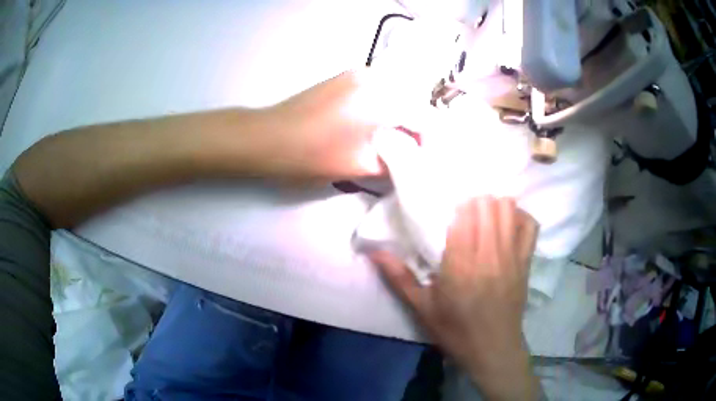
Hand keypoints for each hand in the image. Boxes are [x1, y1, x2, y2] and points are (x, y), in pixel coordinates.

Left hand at [261, 69, 436, 180]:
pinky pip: (377, 90)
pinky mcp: (344, 76)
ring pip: (394, 95)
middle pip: (411, 102)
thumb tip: (414, 156)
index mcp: (382, 97)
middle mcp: (375, 76)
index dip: (427, 140)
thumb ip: (397, 160)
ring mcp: (358, 72)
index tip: (422, 159)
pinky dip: (382, 107)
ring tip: (390, 141)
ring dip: (398, 117)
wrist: (267, 137)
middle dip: (413, 127)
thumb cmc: (313, 154)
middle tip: (407, 152)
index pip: (423, 117)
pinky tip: (373, 125)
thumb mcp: (361, 165)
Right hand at [371, 197, 540, 399]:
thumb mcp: (422, 308)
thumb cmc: (455, 330)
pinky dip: (519, 217)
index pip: (464, 215)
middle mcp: (488, 254)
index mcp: (460, 265)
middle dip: (475, 201)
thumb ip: (399, 277)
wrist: (493, 349)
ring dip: (495, 205)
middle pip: (487, 205)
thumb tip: (373, 251)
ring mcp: (511, 256)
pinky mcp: (526, 262)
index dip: (458, 204)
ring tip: (485, 215)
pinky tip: (508, 224)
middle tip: (466, 211)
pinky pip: (529, 225)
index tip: (450, 207)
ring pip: (508, 209)